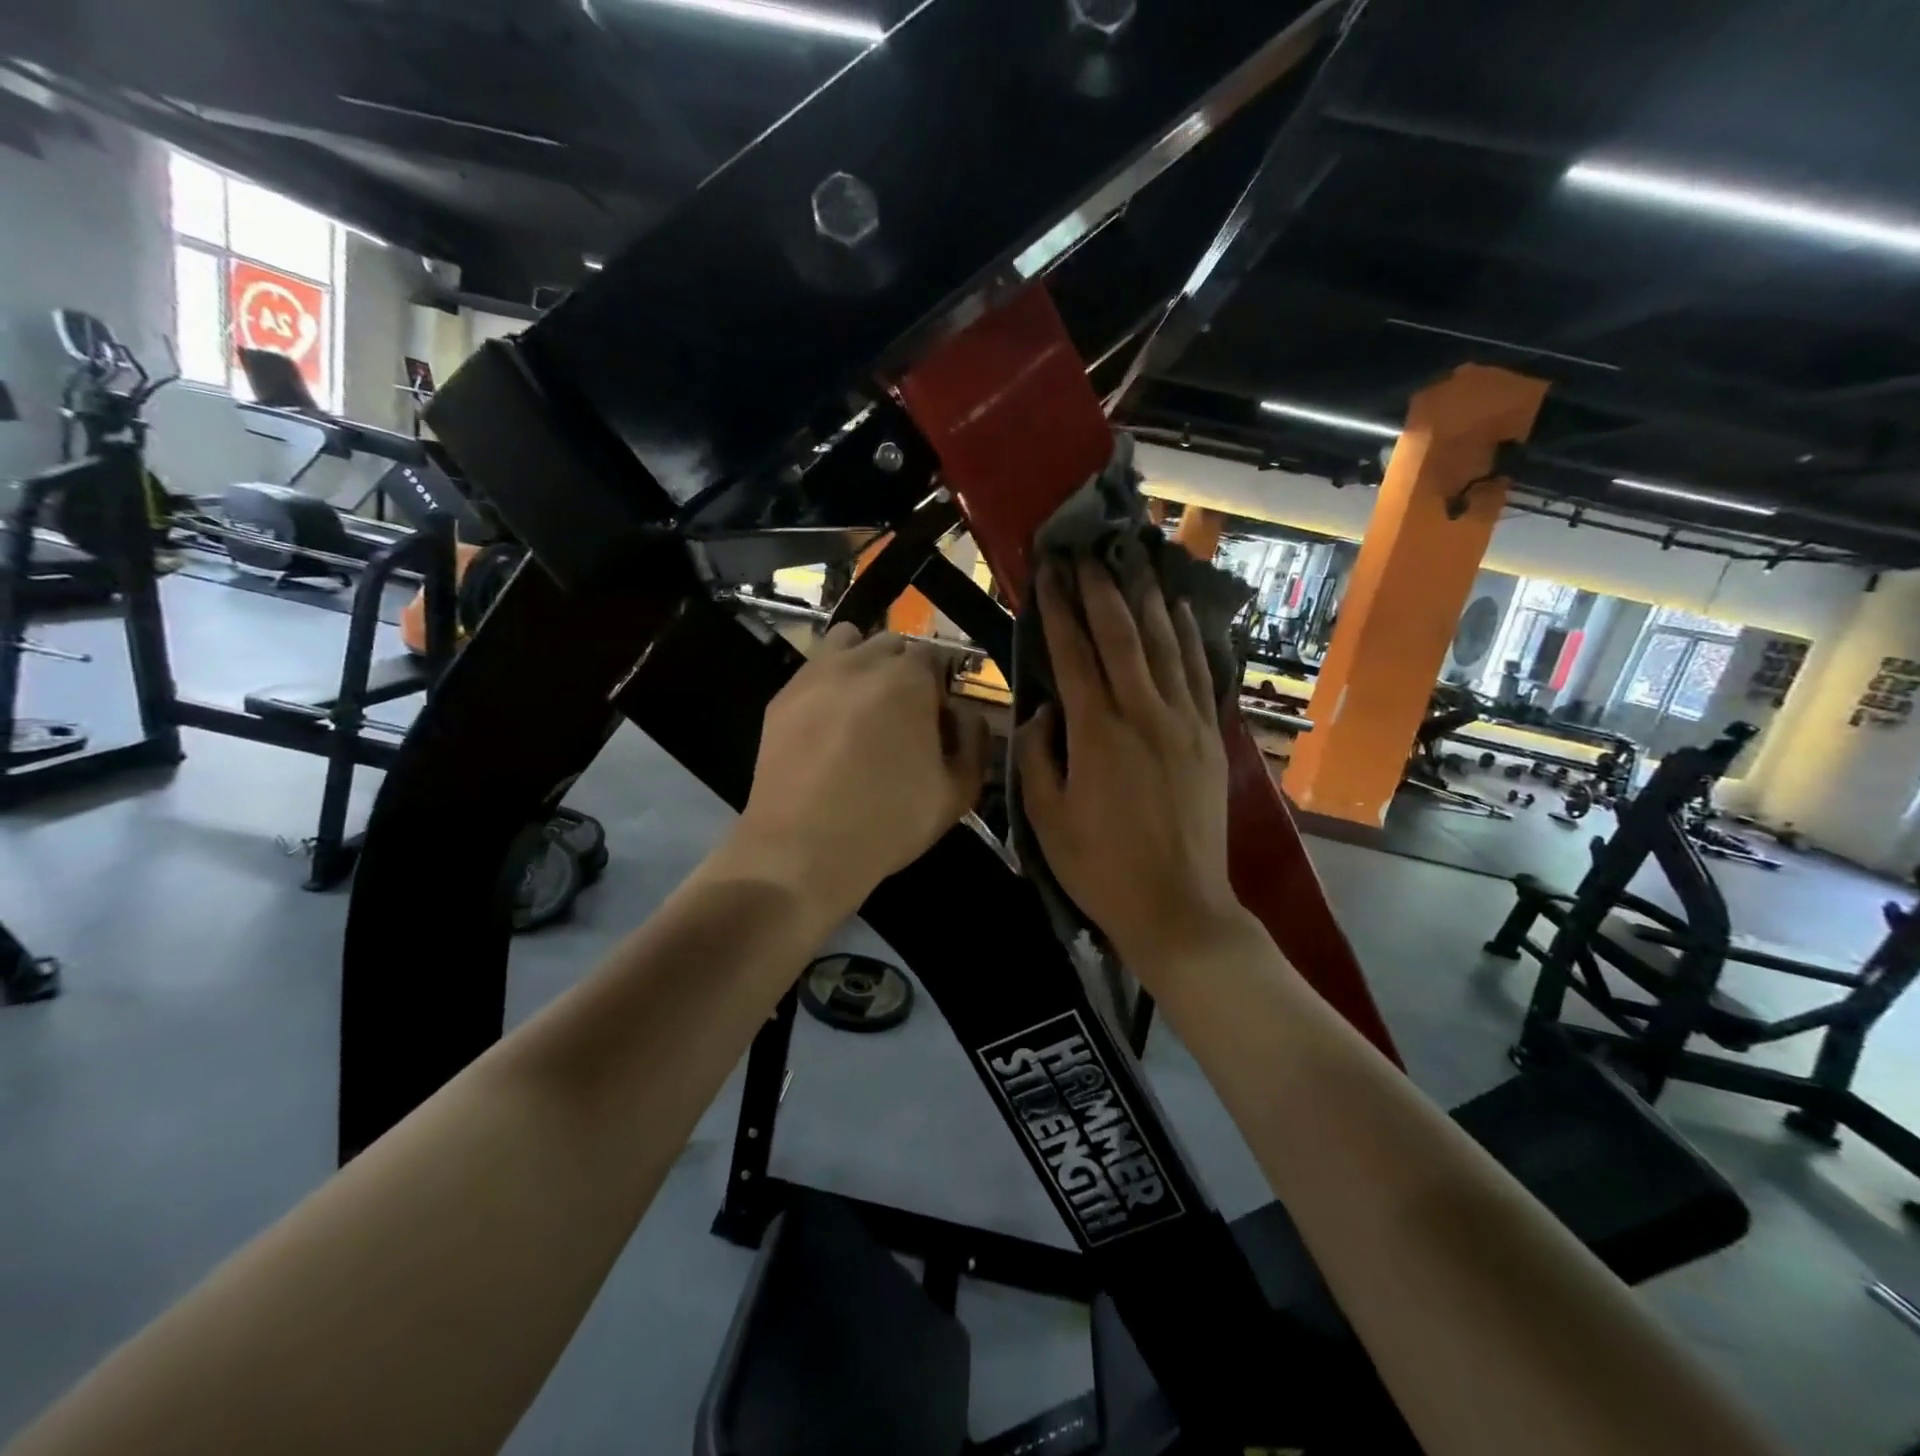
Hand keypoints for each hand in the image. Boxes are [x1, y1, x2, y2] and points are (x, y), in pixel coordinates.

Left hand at [728, 624, 989, 919]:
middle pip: (891, 646)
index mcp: (910, 679)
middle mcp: (862, 662)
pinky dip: (828, 684)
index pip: (934, 658)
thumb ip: (975, 741)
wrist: (802, 849)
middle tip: (901, 719)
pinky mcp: (781, 697)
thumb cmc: (889, 821)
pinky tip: (827, 725)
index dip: (939, 690)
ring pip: (847, 643)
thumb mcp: (958, 792)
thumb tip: (966, 715)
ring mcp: (816, 675)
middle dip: (902, 672)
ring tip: (862, 708)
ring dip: (863, 663)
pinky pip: (814, 671)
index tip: (936, 725)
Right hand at [1016, 562, 1244, 974]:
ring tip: (1136, 559)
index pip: (1074, 654)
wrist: (1178, 907)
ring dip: (1148, 598)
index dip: (1060, 608)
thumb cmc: (1100, 867)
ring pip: (1166, 645)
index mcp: (1097, 733)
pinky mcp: (1210, 737)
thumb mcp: (1045, 818)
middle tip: (1088, 549)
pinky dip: (1189, 637)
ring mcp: (1185, 722)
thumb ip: (1036, 755)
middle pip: (1122, 635)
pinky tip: (1181, 611)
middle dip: (1101, 588)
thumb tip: (1042, 709)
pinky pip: (1201, 674)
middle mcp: (1144, 714)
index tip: (1050, 570)